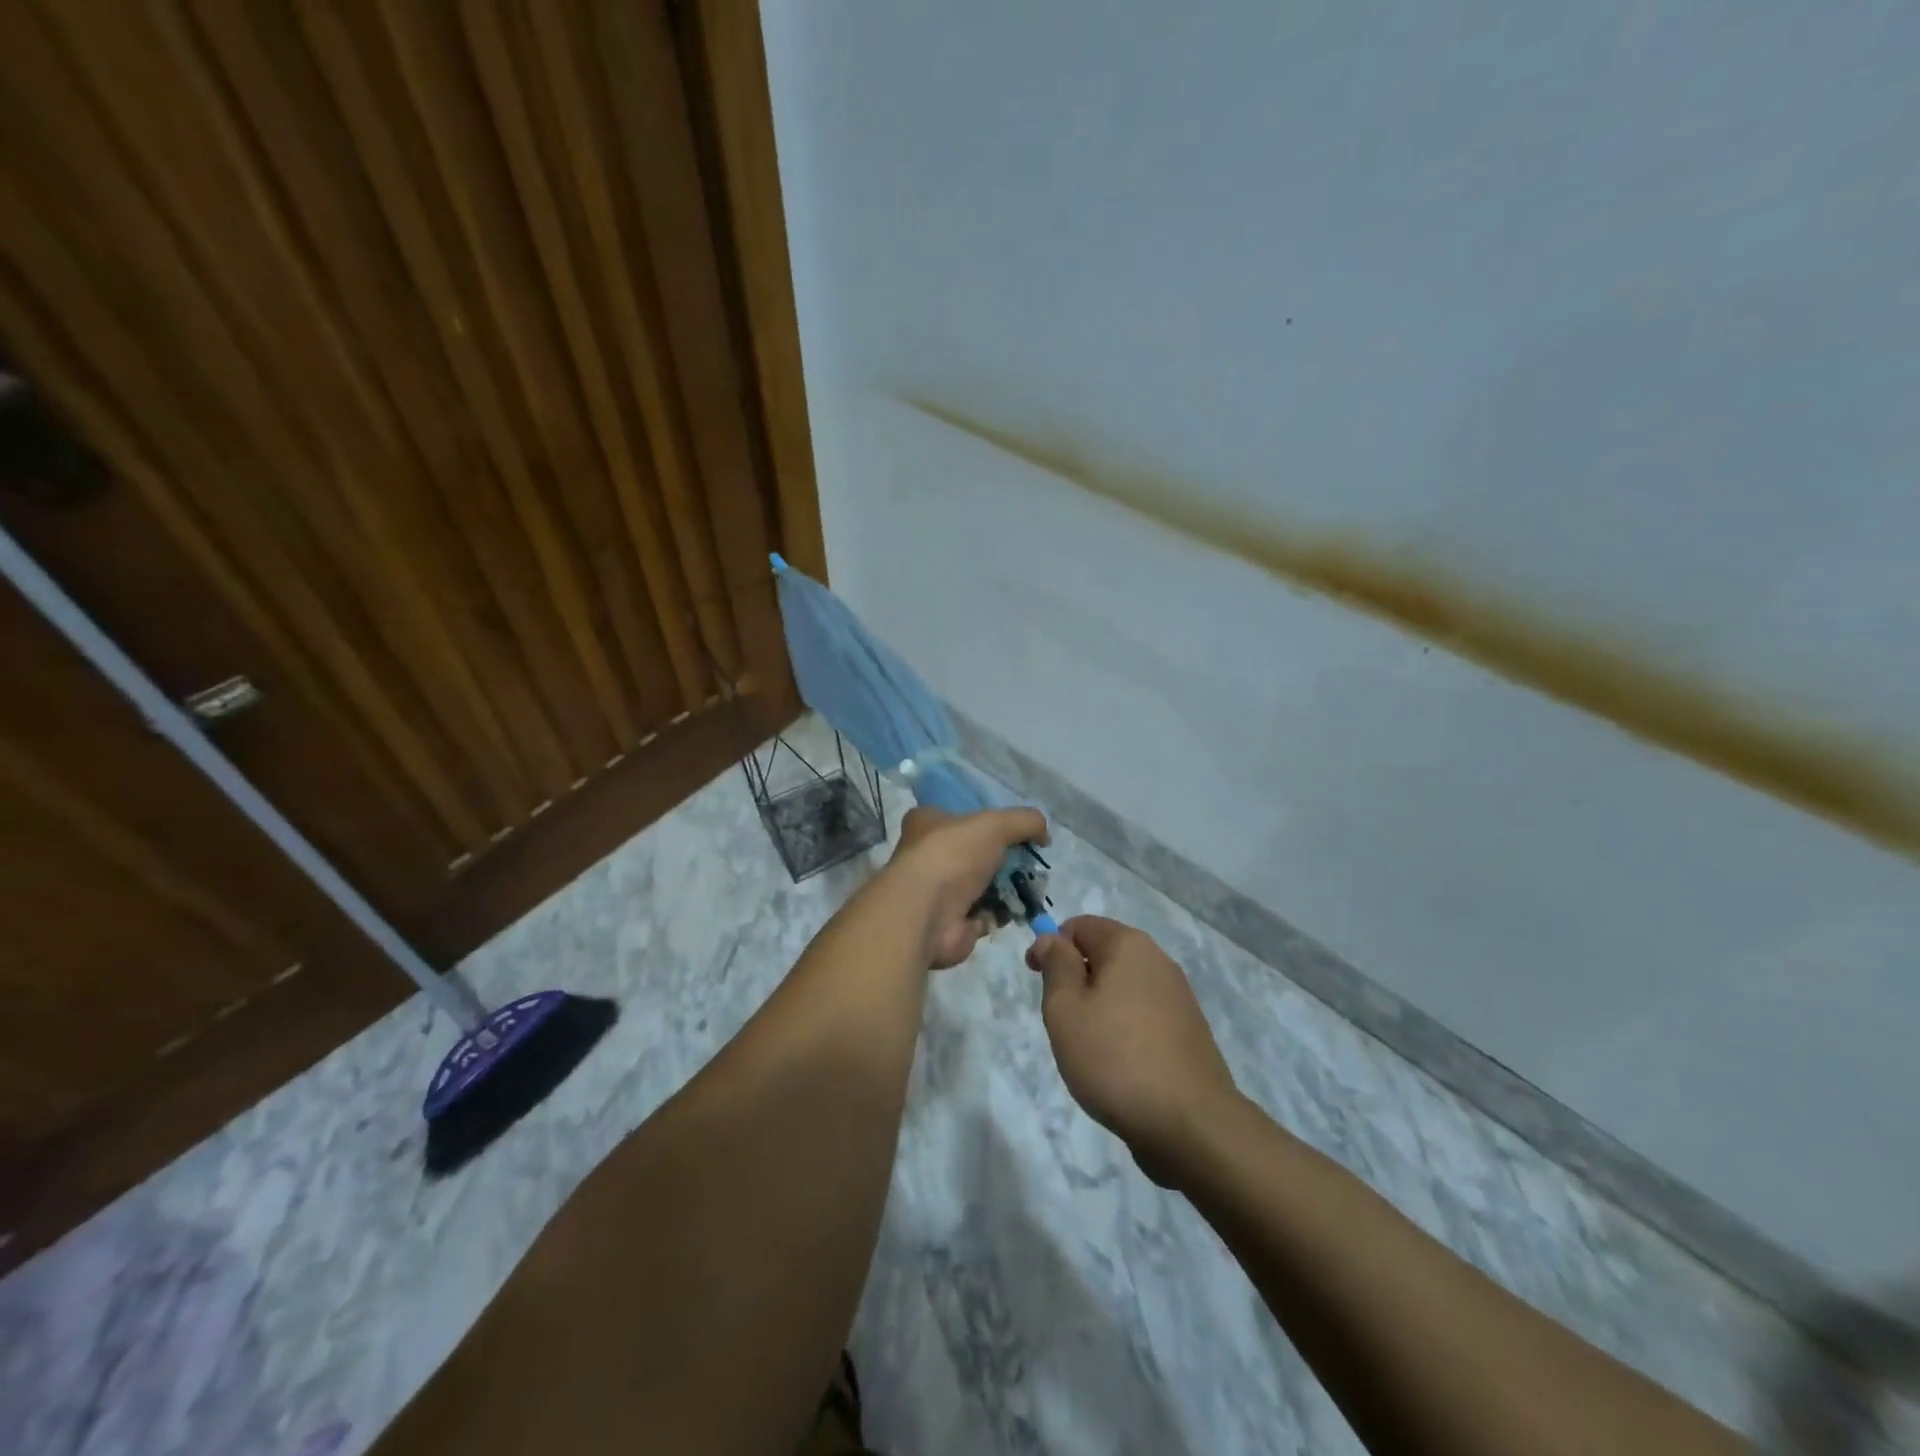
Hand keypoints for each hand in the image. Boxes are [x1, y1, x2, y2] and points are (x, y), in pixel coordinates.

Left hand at [889, 805, 1047, 968]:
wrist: (927, 913)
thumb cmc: (954, 856)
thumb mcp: (995, 824)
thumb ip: (1025, 821)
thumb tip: (1044, 834)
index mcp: (928, 822)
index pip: (962, 817)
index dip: (990, 823)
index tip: (1015, 833)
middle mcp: (928, 855)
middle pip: (978, 854)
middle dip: (1006, 862)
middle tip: (1029, 867)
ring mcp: (938, 891)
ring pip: (984, 886)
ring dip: (1007, 890)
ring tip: (1028, 891)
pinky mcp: (950, 922)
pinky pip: (984, 914)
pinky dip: (998, 914)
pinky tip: (1009, 912)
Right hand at [1027, 916, 1238, 1181]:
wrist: (1190, 1124)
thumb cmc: (1115, 1058)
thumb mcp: (1065, 1008)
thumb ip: (1056, 965)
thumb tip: (1051, 938)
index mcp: (1128, 945)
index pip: (1079, 925)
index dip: (1050, 945)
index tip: (1035, 979)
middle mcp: (1158, 960)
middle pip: (1104, 954)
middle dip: (1076, 979)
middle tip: (1062, 1021)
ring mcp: (1179, 996)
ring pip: (1123, 987)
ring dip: (1099, 1006)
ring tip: (1090, 1048)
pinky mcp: (1189, 1031)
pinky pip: (1144, 1014)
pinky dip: (1124, 1028)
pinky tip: (1120, 1065)